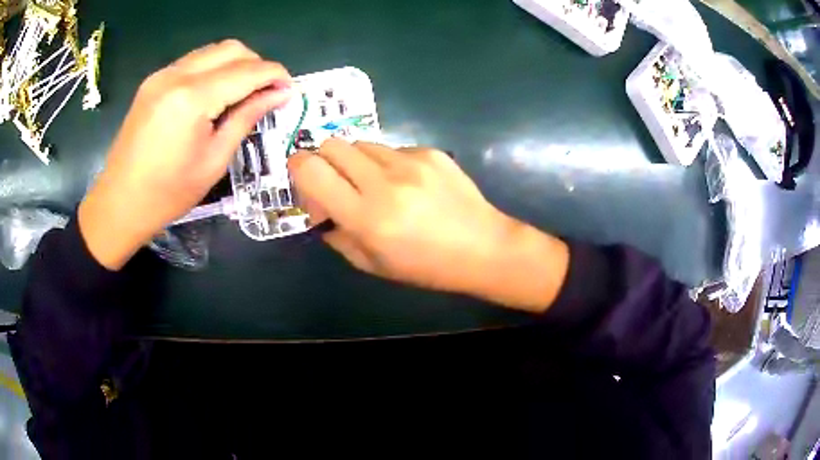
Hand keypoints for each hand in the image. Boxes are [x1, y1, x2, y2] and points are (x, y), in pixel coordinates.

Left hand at [79, 40, 292, 269]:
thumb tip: (280, 95)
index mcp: (192, 98)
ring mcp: (162, 75)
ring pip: (213, 51)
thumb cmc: (167, 194)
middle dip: (257, 65)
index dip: (275, 75)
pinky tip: (215, 94)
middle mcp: (176, 75)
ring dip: (235, 65)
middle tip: (266, 93)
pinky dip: (213, 70)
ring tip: (242, 93)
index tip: (290, 90)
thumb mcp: (214, 161)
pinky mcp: (154, 81)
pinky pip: (194, 62)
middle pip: (232, 49)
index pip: (247, 70)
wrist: (119, 203)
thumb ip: (247, 118)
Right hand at [288, 140, 569, 311]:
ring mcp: (410, 162)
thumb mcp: (372, 264)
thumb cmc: (426, 266)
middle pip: (331, 145)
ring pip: (360, 143)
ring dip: (355, 162)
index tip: (306, 181)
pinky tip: (406, 184)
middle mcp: (384, 182)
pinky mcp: (430, 152)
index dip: (298, 168)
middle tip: (338, 184)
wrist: (483, 247)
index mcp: (366, 217)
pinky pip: (391, 147)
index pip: (311, 170)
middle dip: (324, 161)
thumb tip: (320, 208)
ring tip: (375, 185)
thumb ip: (336, 234)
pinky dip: (386, 163)